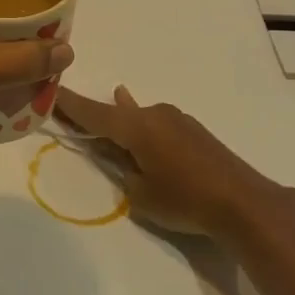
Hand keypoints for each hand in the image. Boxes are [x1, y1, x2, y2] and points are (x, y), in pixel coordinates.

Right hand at [55, 85, 294, 239]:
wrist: (244, 202)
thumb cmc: (185, 199)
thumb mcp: (141, 194)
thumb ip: (124, 172)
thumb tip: (125, 159)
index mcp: (136, 127)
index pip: (94, 113)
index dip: (70, 105)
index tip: (51, 91)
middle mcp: (155, 115)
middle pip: (116, 113)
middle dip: (95, 115)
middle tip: (71, 113)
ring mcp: (177, 120)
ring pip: (138, 117)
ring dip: (122, 120)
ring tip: (107, 107)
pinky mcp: (193, 132)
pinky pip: (156, 124)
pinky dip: (143, 127)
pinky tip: (141, 123)